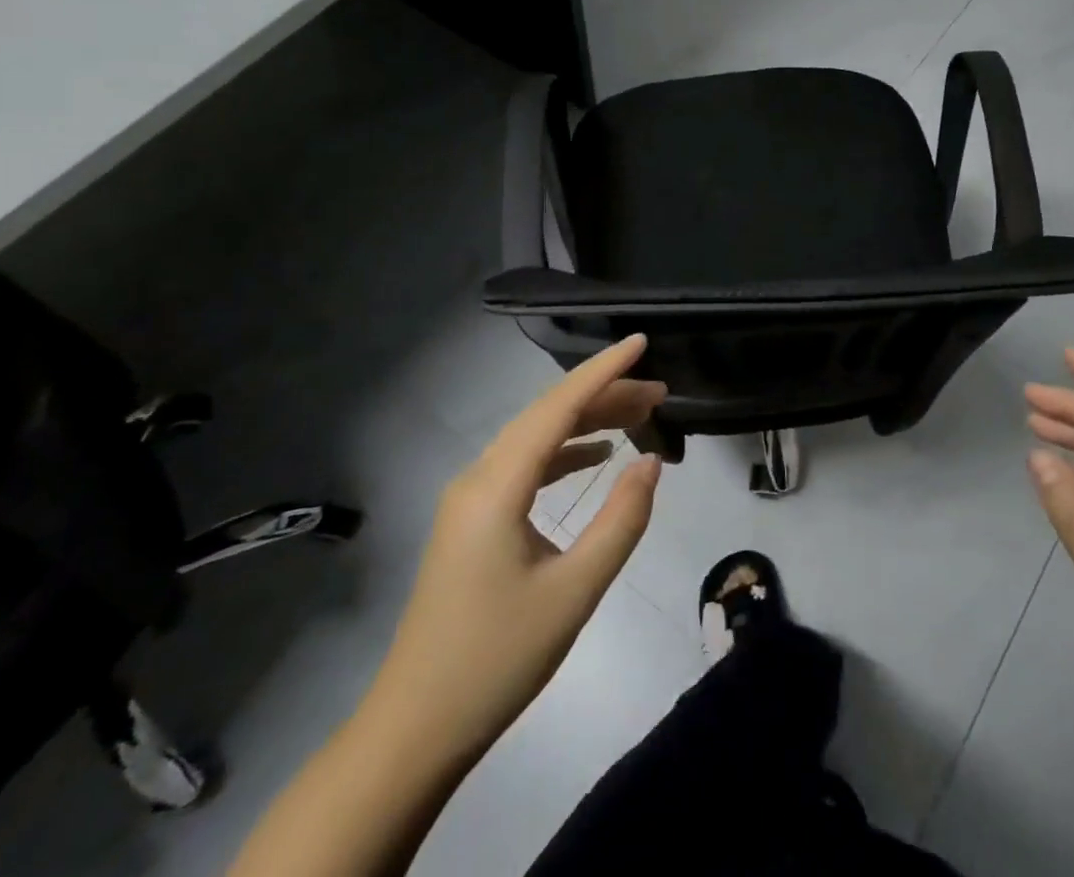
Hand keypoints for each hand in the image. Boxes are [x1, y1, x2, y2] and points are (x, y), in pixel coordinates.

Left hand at [362, 336, 665, 767]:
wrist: (413, 732)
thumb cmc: (495, 660)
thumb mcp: (574, 592)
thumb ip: (621, 521)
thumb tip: (651, 461)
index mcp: (496, 487)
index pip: (557, 407)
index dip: (602, 370)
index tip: (642, 342)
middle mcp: (477, 478)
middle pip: (547, 416)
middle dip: (604, 396)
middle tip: (660, 393)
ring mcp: (470, 500)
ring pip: (536, 438)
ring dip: (586, 422)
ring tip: (638, 415)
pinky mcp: (472, 521)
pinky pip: (524, 466)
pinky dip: (564, 452)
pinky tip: (596, 456)